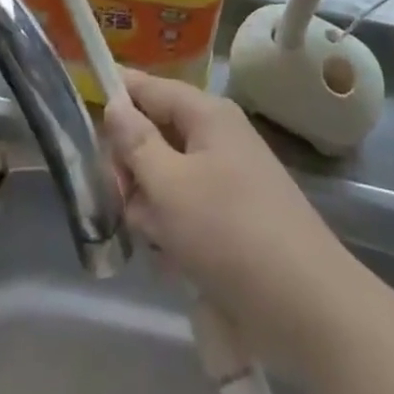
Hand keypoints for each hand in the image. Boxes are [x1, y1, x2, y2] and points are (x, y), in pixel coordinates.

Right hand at [103, 71, 359, 374]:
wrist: (307, 305)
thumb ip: (135, 144)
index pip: (149, 87)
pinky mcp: (234, 218)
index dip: (116, 97)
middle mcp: (218, 136)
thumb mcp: (169, 187)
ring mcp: (228, 177)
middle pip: (155, 136)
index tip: (85, 122)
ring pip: (167, 179)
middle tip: (127, 205)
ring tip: (160, 245)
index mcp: (206, 114)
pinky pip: (188, 211)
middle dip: (134, 171)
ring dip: (153, 210)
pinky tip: (177, 264)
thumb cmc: (230, 233)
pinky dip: (176, 233)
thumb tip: (115, 102)